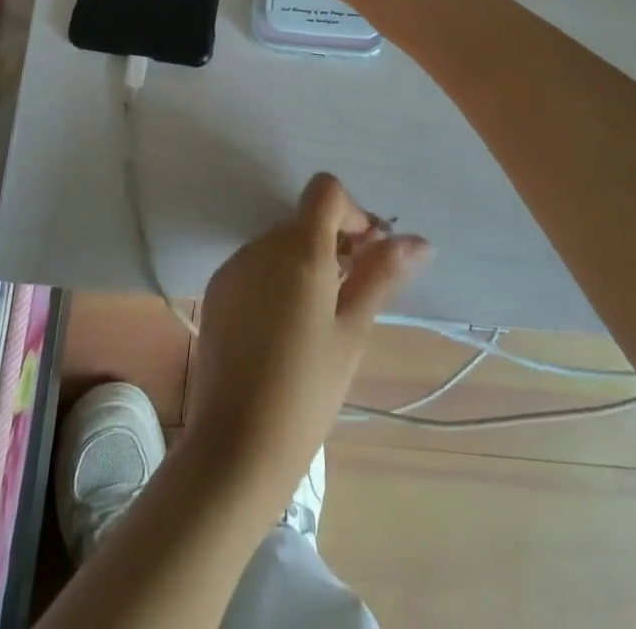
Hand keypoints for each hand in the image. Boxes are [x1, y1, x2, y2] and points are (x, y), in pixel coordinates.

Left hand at [184, 173, 429, 504]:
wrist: (235, 445)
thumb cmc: (307, 391)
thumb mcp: (353, 332)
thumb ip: (381, 275)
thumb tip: (418, 240)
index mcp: (299, 250)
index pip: (325, 191)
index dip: (353, 212)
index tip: (368, 254)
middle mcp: (261, 245)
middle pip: (304, 219)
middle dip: (335, 241)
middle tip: (354, 293)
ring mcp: (234, 266)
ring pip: (280, 242)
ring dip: (306, 260)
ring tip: (321, 318)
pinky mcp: (217, 289)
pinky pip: (256, 265)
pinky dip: (277, 278)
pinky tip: (285, 328)